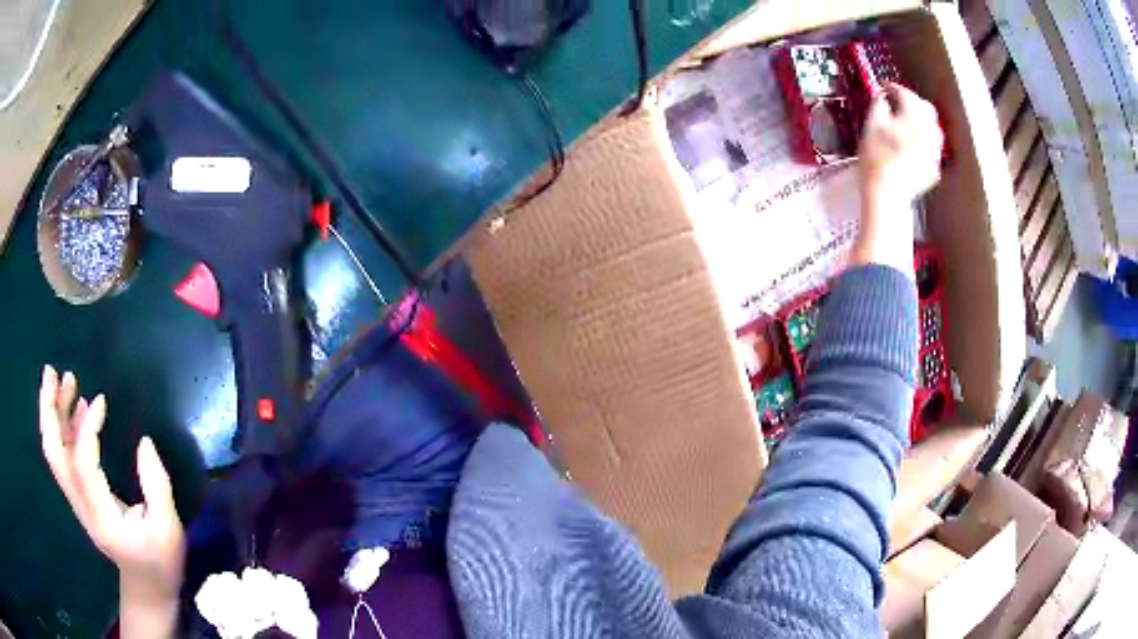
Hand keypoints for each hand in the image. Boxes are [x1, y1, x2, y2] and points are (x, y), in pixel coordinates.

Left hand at [38, 365, 184, 628]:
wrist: (146, 588)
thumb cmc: (160, 561)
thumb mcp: (169, 530)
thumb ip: (157, 487)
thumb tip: (145, 442)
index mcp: (102, 516)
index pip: (82, 464)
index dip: (86, 429)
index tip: (102, 401)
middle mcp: (82, 505)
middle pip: (54, 454)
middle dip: (48, 410)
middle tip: (52, 372)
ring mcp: (78, 500)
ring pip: (55, 451)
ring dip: (53, 413)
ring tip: (64, 379)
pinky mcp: (80, 495)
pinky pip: (64, 456)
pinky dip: (63, 427)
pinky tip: (77, 407)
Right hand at [851, 83, 943, 272]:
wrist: (888, 193)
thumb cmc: (876, 156)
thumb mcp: (871, 125)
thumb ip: (879, 106)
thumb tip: (883, 98)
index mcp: (913, 115)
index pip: (905, 93)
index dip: (893, 88)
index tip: (883, 87)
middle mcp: (929, 130)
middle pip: (926, 108)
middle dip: (913, 102)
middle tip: (899, 103)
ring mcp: (934, 151)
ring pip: (933, 129)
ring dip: (921, 121)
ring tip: (908, 123)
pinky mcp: (934, 168)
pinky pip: (932, 148)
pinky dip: (923, 141)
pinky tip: (914, 145)